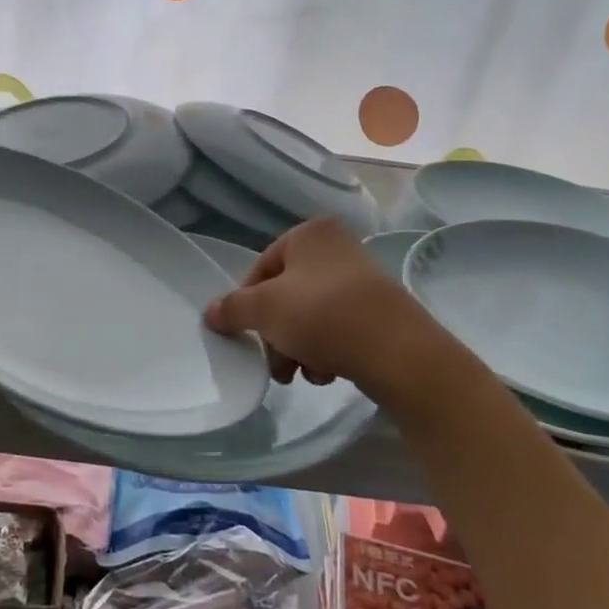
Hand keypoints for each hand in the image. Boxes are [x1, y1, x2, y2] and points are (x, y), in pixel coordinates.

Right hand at [204, 219, 435, 389]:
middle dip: (276, 334)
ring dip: (298, 347)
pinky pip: (338, 328)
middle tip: (277, 366)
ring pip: (310, 315)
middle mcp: (337, 248)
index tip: (247, 335)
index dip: (247, 304)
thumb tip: (210, 312)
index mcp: (310, 233)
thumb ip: (232, 309)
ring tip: (304, 374)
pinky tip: (328, 372)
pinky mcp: (379, 310)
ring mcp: (361, 279)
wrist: (398, 351)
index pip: (261, 268)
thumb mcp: (264, 310)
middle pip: (286, 295)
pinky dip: (326, 350)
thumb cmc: (322, 315)